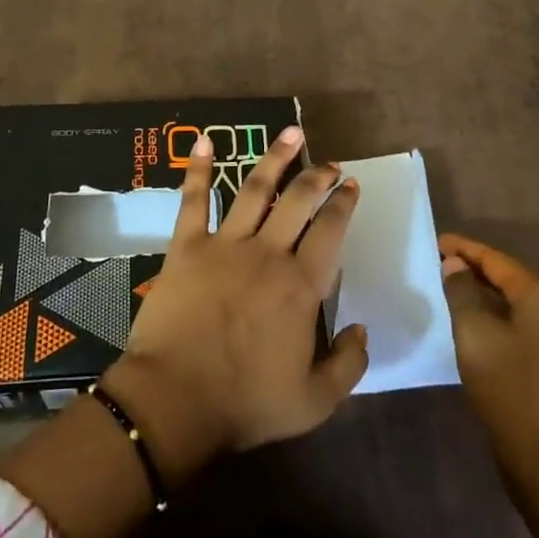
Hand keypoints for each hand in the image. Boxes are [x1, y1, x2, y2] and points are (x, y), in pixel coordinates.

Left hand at [105, 126, 367, 475]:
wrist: (176, 399)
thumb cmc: (245, 403)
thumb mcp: (315, 401)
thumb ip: (348, 365)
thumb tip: (362, 329)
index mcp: (300, 286)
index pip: (330, 232)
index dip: (343, 204)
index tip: (350, 185)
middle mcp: (267, 253)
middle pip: (298, 201)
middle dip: (318, 176)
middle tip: (330, 162)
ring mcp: (225, 244)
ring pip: (255, 188)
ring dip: (275, 158)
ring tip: (292, 134)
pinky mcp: (187, 245)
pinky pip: (194, 199)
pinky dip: (198, 169)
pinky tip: (204, 141)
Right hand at [439, 233, 538, 455]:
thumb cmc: (509, 384)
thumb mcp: (474, 331)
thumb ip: (462, 291)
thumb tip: (456, 266)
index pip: (497, 261)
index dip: (465, 249)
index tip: (437, 242)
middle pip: (511, 281)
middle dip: (476, 272)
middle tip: (443, 266)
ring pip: (519, 308)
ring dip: (488, 299)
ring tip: (456, 295)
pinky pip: (525, 331)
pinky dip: (500, 322)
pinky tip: (480, 332)